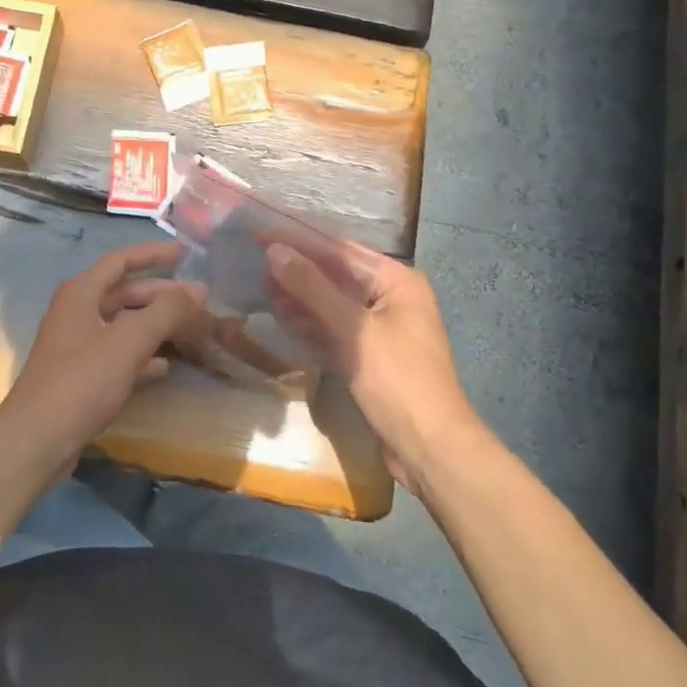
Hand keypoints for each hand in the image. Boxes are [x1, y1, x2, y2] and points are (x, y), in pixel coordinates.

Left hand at [0, 241, 204, 470]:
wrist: (36, 441)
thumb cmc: (81, 381)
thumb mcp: (129, 341)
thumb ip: (167, 311)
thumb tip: (200, 288)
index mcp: (81, 293)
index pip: (121, 260)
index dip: (153, 254)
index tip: (185, 254)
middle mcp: (77, 311)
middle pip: (124, 292)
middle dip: (160, 294)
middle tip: (197, 300)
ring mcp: (77, 345)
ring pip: (123, 324)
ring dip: (154, 324)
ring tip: (189, 329)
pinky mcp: (80, 375)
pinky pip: (117, 354)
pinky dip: (141, 355)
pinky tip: (163, 367)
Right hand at [266, 241, 480, 487]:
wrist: (431, 450)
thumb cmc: (397, 379)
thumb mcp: (352, 329)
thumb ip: (312, 287)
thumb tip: (275, 250)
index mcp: (396, 280)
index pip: (340, 250)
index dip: (299, 242)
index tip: (260, 236)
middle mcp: (391, 298)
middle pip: (336, 276)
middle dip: (298, 272)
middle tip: (255, 267)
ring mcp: (381, 329)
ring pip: (333, 304)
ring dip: (301, 299)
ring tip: (263, 293)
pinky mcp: (370, 357)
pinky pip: (336, 331)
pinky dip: (312, 326)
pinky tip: (285, 322)